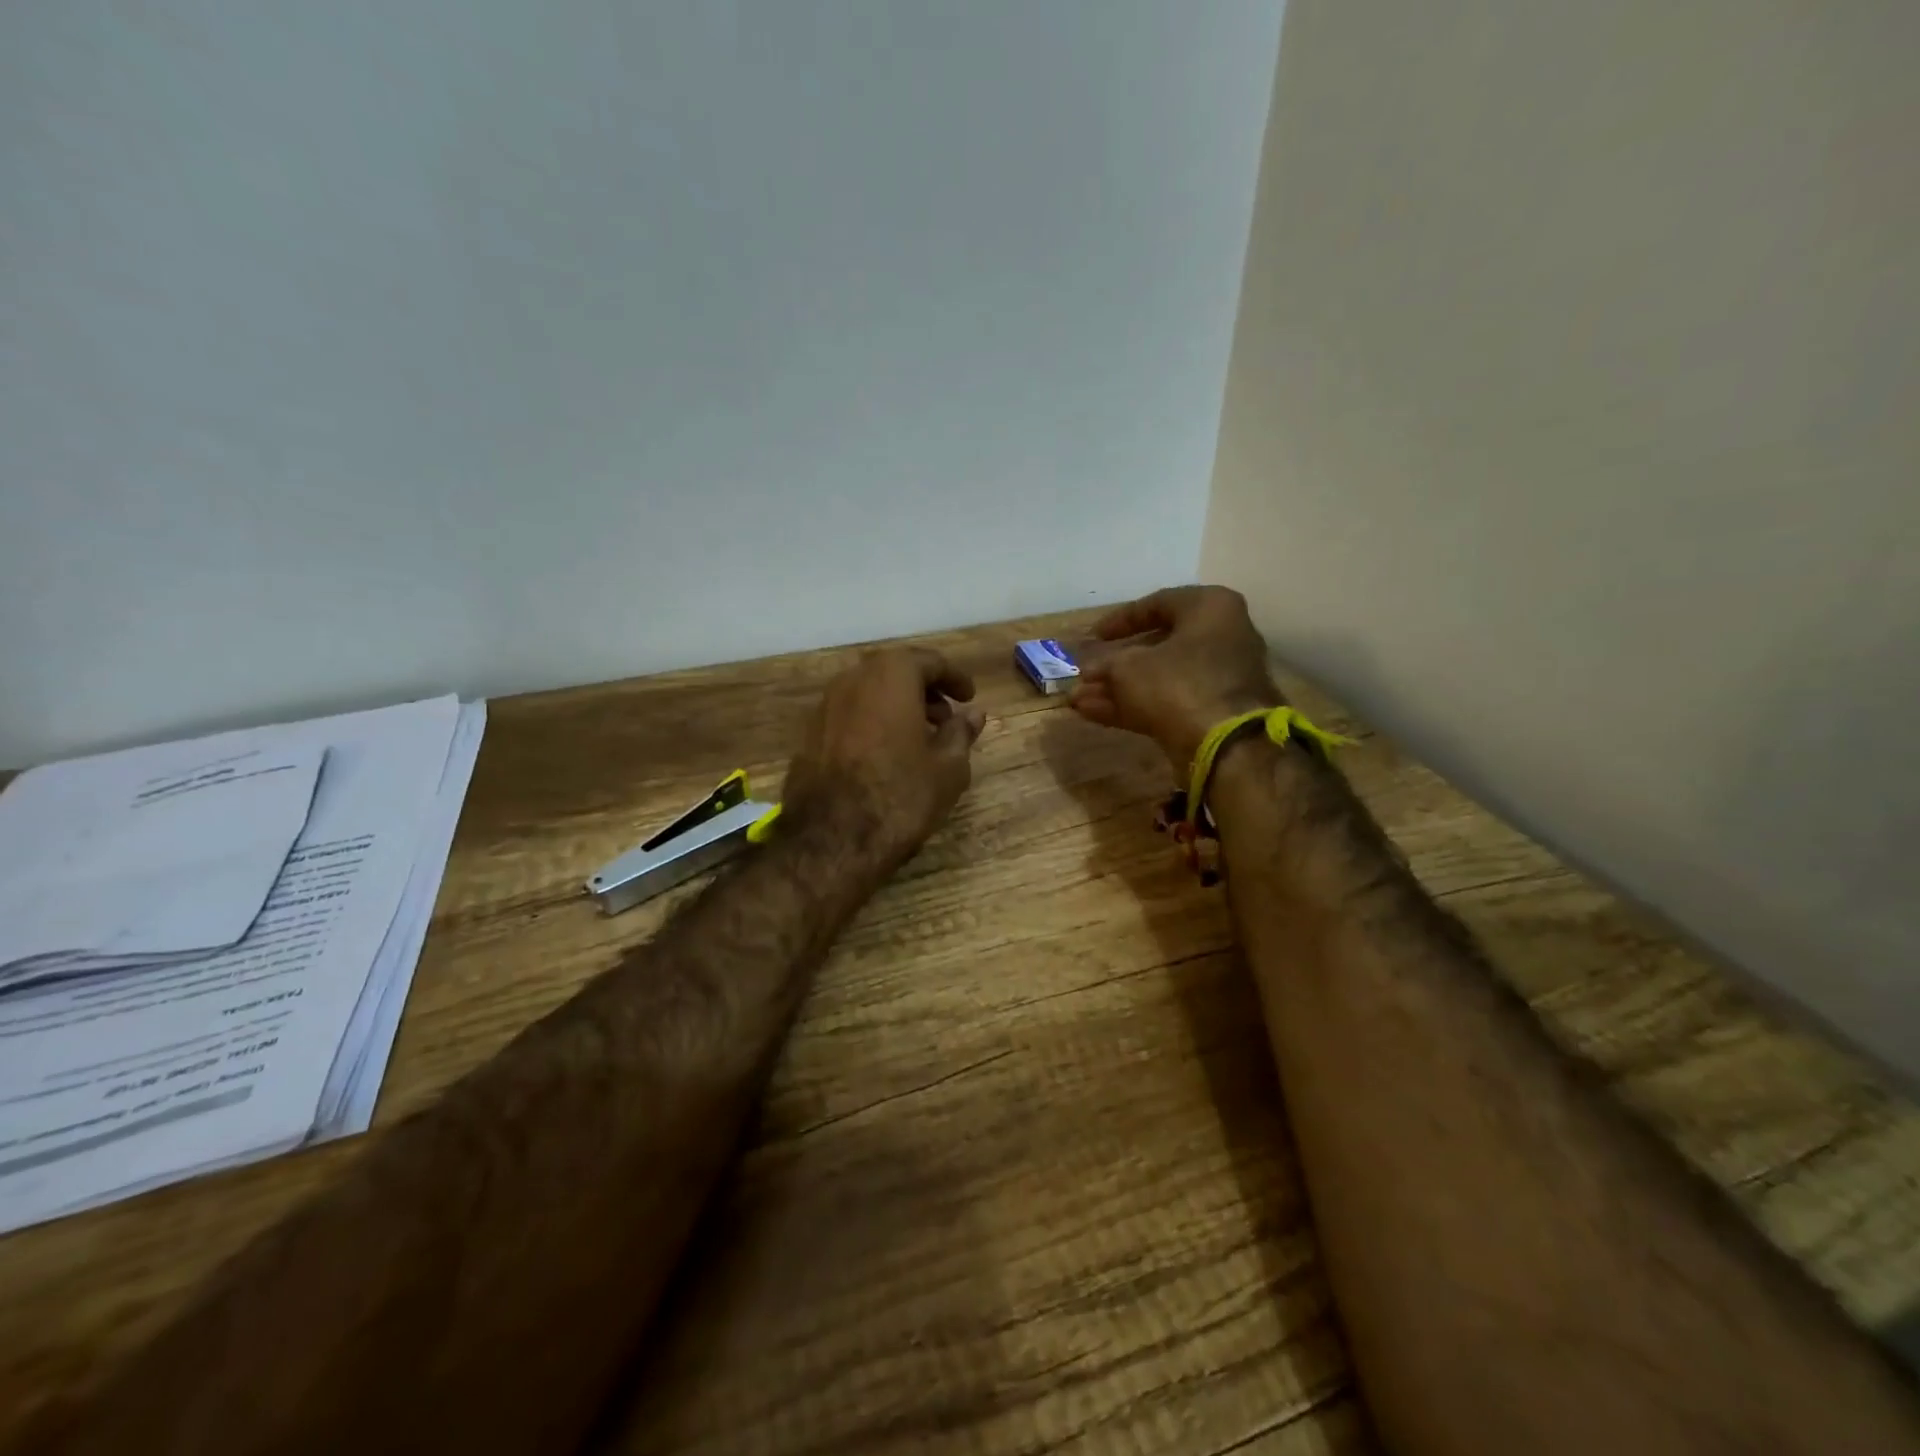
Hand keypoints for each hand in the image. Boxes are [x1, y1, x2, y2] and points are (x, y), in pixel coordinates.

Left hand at [782, 647, 986, 863]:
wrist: (831, 840)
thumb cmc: (900, 796)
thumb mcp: (948, 768)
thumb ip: (961, 733)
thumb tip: (974, 714)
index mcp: (890, 675)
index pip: (930, 662)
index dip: (954, 678)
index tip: (969, 698)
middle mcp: (852, 679)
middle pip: (895, 672)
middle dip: (924, 691)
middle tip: (946, 718)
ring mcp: (824, 706)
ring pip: (869, 693)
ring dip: (897, 707)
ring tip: (919, 739)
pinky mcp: (808, 734)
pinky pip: (850, 715)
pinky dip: (873, 723)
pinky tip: (886, 755)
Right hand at [1069, 586, 1281, 773]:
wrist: (1225, 747)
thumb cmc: (1178, 684)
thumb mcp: (1129, 667)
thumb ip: (1106, 663)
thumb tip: (1091, 669)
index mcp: (1211, 609)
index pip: (1159, 603)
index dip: (1120, 620)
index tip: (1094, 636)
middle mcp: (1222, 638)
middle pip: (1159, 646)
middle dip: (1115, 663)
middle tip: (1085, 673)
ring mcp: (1219, 679)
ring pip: (1160, 678)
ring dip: (1118, 688)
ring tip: (1078, 699)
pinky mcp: (1213, 713)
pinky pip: (1168, 702)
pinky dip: (1133, 706)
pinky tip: (1092, 713)